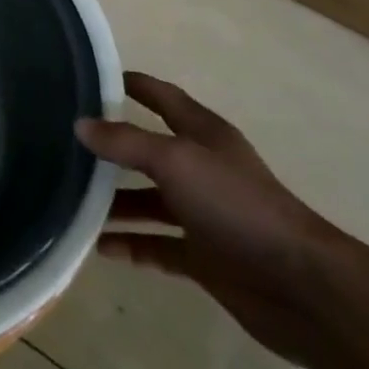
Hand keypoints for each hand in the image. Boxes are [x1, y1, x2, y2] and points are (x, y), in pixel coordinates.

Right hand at [77, 74, 341, 367]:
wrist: (302, 288)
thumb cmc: (237, 205)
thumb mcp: (175, 161)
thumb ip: (125, 142)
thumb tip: (80, 124)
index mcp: (202, 133)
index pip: (160, 96)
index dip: (130, 84)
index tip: (90, 79)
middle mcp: (201, 168)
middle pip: (148, 150)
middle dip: (111, 148)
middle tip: (66, 145)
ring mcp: (204, 214)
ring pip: (149, 200)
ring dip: (115, 202)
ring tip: (72, 201)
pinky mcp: (206, 258)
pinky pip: (158, 245)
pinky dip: (132, 244)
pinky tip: (101, 248)